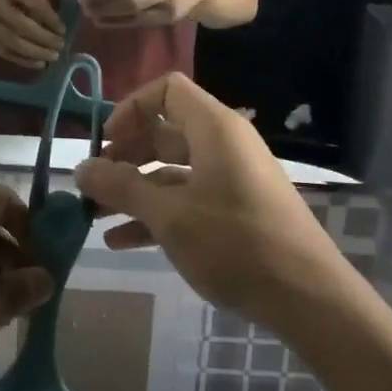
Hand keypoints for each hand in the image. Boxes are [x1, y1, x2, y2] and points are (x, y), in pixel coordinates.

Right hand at [0, 0, 65, 67]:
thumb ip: (30, 0)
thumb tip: (54, 24)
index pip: (35, 3)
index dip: (51, 17)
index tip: (63, 28)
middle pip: (24, 26)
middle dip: (45, 38)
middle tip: (61, 46)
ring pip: (15, 43)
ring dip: (37, 52)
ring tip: (53, 57)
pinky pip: (6, 53)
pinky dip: (24, 60)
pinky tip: (39, 64)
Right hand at [73, 74, 351, 331]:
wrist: (310, 300)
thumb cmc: (236, 244)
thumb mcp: (170, 216)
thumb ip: (122, 188)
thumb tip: (80, 169)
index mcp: (214, 128)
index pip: (167, 90)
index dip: (131, 108)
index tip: (104, 142)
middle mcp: (224, 144)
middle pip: (165, 133)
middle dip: (124, 156)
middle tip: (92, 184)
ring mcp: (232, 179)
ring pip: (173, 171)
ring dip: (134, 190)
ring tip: (95, 216)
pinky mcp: (237, 211)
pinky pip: (188, 199)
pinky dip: (157, 213)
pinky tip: (121, 241)